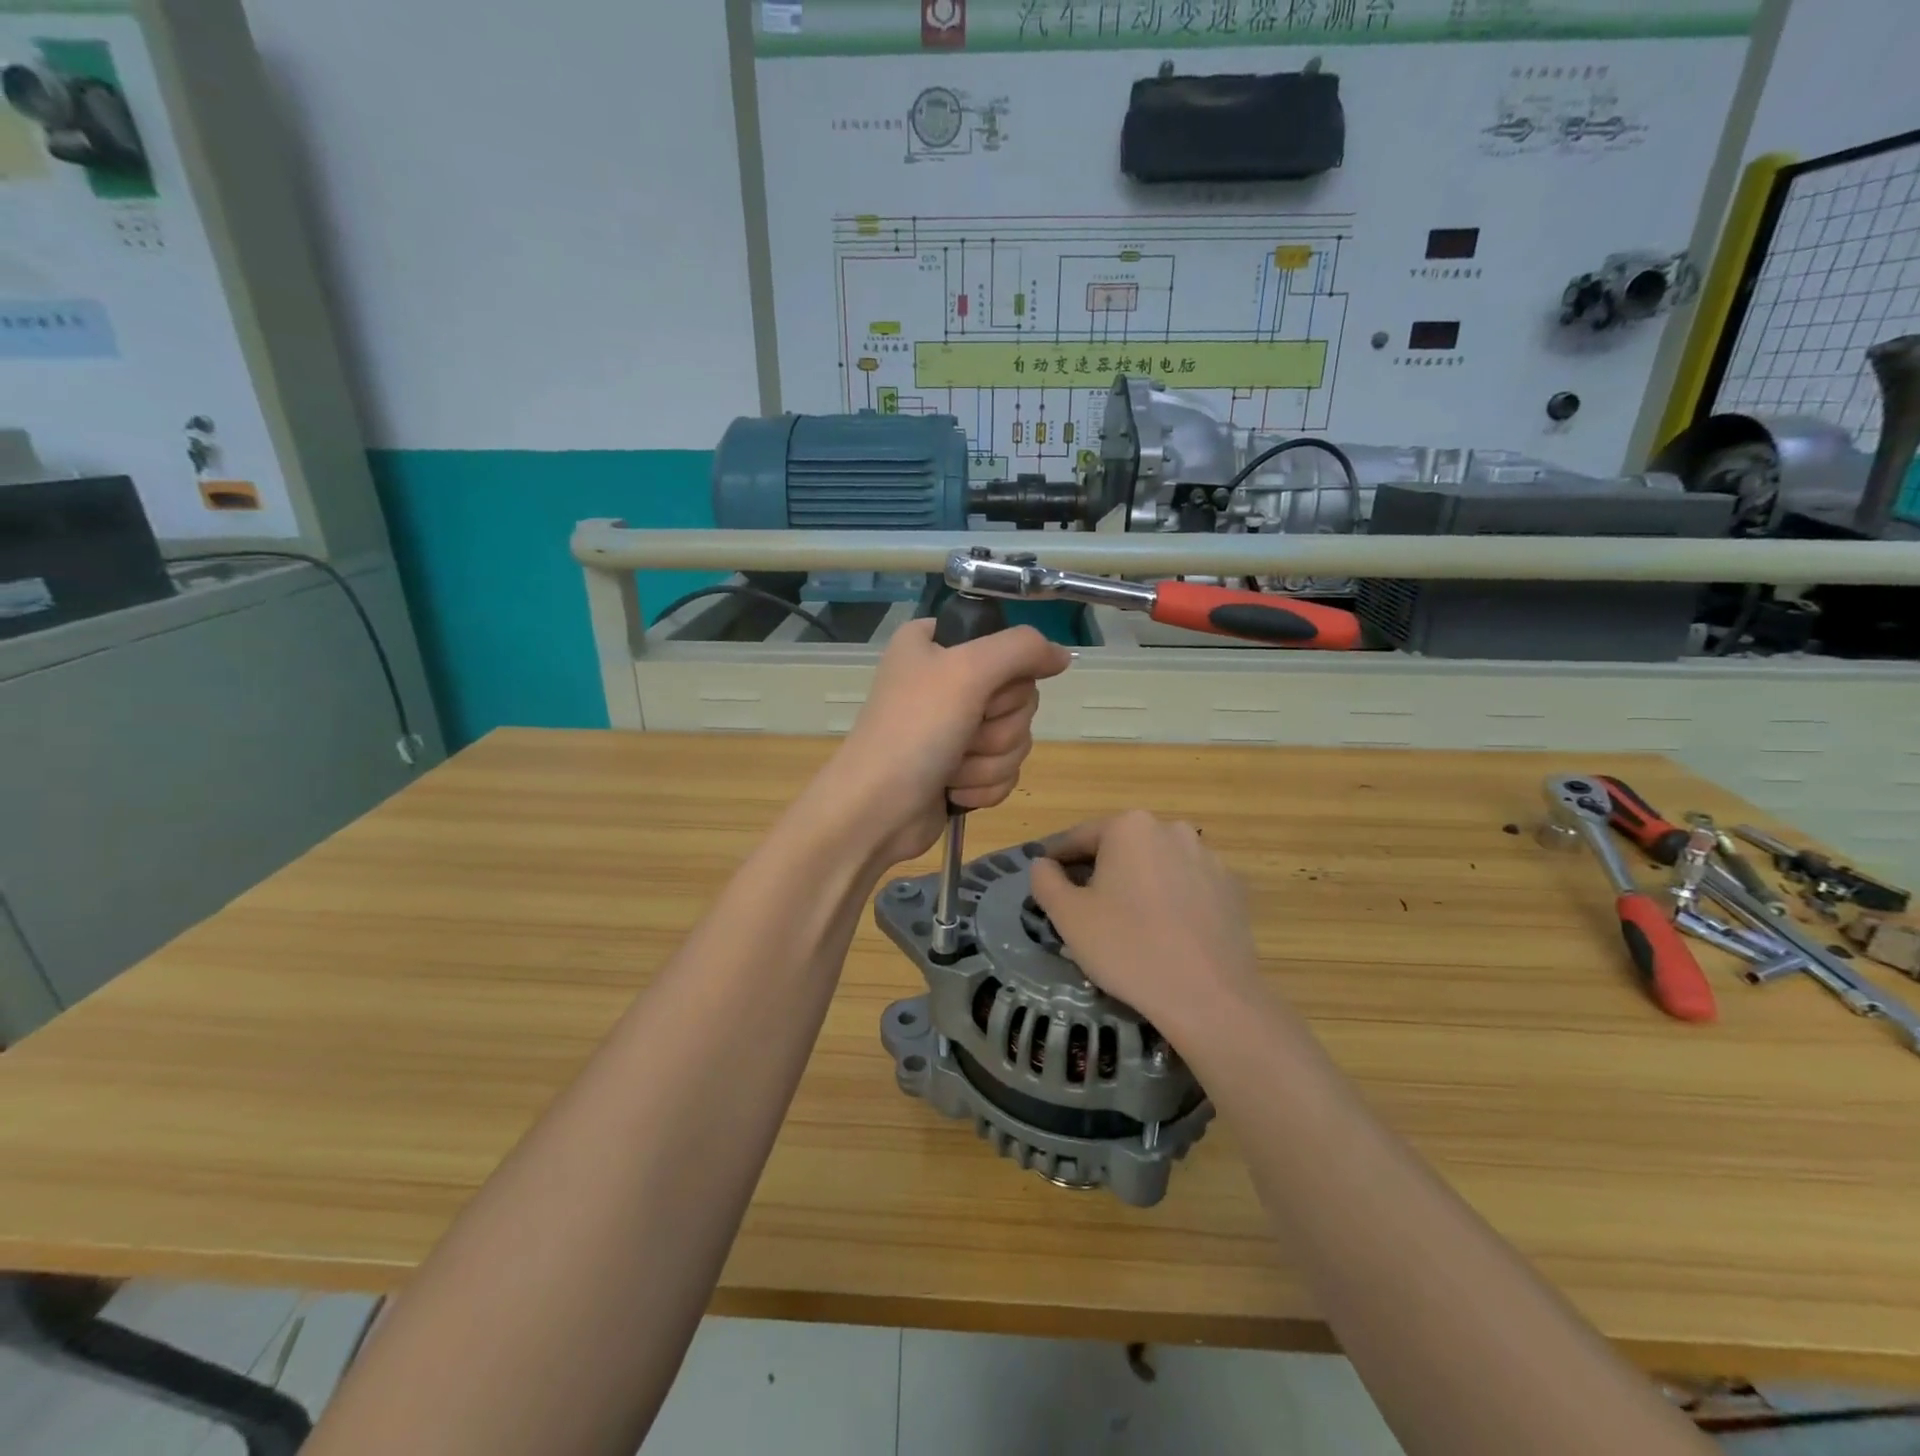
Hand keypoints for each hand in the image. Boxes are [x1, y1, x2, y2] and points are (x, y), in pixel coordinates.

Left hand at [817, 618, 1071, 864]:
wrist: (876, 811)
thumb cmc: (914, 731)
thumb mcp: (967, 671)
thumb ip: (1022, 649)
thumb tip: (1063, 656)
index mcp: (935, 644)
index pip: (1005, 643)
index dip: (1006, 673)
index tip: (984, 689)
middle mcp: (945, 679)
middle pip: (1018, 696)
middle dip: (997, 727)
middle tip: (964, 733)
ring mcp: (953, 727)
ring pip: (1015, 737)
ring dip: (989, 761)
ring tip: (951, 768)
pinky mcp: (961, 767)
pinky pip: (1004, 769)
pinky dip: (984, 785)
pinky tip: (953, 791)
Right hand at [1029, 812, 1264, 1039]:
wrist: (1210, 997)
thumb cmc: (1128, 948)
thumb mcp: (1068, 916)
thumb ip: (1045, 881)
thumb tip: (1044, 864)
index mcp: (1130, 827)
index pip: (1080, 837)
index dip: (1058, 859)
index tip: (1046, 880)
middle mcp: (1172, 830)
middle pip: (1122, 847)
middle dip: (1100, 871)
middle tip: (1083, 907)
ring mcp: (1208, 858)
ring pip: (1157, 865)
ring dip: (1137, 884)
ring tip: (1126, 923)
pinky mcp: (1232, 889)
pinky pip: (1187, 886)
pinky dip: (1170, 900)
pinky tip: (1164, 932)